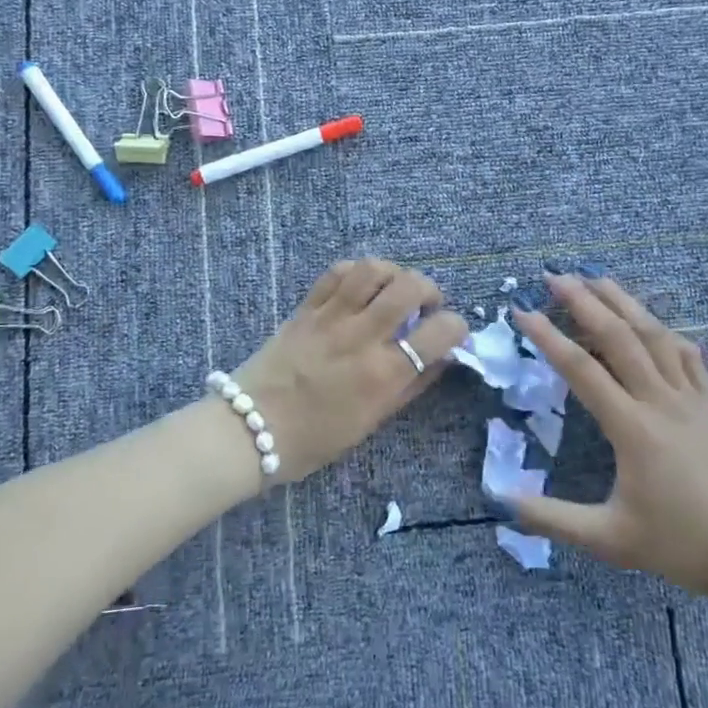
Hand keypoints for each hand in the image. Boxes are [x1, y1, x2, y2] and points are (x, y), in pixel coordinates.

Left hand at [227, 259, 468, 483]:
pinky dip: (357, 272)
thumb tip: (440, 358)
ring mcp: (331, 316)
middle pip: (410, 287)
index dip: (456, 327)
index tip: (451, 332)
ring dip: (394, 273)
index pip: (439, 332)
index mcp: (384, 373)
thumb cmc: (315, 438)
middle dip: (430, 289)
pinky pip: (337, 273)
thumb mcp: (372, 421)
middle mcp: (362, 337)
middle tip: (425, 305)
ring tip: (393, 289)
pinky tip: (360, 287)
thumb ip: (410, 387)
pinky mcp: (306, 307)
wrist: (251, 428)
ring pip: (373, 269)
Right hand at [507, 273, 707, 599]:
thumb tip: (504, 502)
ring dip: (624, 302)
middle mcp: (659, 401)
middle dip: (585, 301)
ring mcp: (689, 399)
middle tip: (555, 276)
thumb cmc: (681, 544)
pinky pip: (688, 356)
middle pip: (619, 336)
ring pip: (655, 335)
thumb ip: (554, 519)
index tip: (522, 312)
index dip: (548, 337)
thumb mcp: (610, 540)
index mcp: (632, 428)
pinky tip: (653, 323)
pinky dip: (666, 332)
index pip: (581, 369)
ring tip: (597, 278)